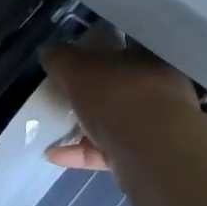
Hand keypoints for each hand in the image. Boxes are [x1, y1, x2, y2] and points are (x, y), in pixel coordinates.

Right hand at [42, 43, 200, 171]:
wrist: (152, 151)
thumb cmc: (119, 96)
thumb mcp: (79, 70)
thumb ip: (61, 60)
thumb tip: (48, 52)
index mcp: (149, 59)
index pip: (124, 47)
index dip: (100, 50)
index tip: (76, 58)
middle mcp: (159, 89)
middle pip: (118, 87)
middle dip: (90, 92)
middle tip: (63, 94)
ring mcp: (155, 126)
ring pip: (114, 122)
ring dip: (84, 126)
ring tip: (54, 127)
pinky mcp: (145, 157)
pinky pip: (108, 151)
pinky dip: (82, 152)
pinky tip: (55, 155)